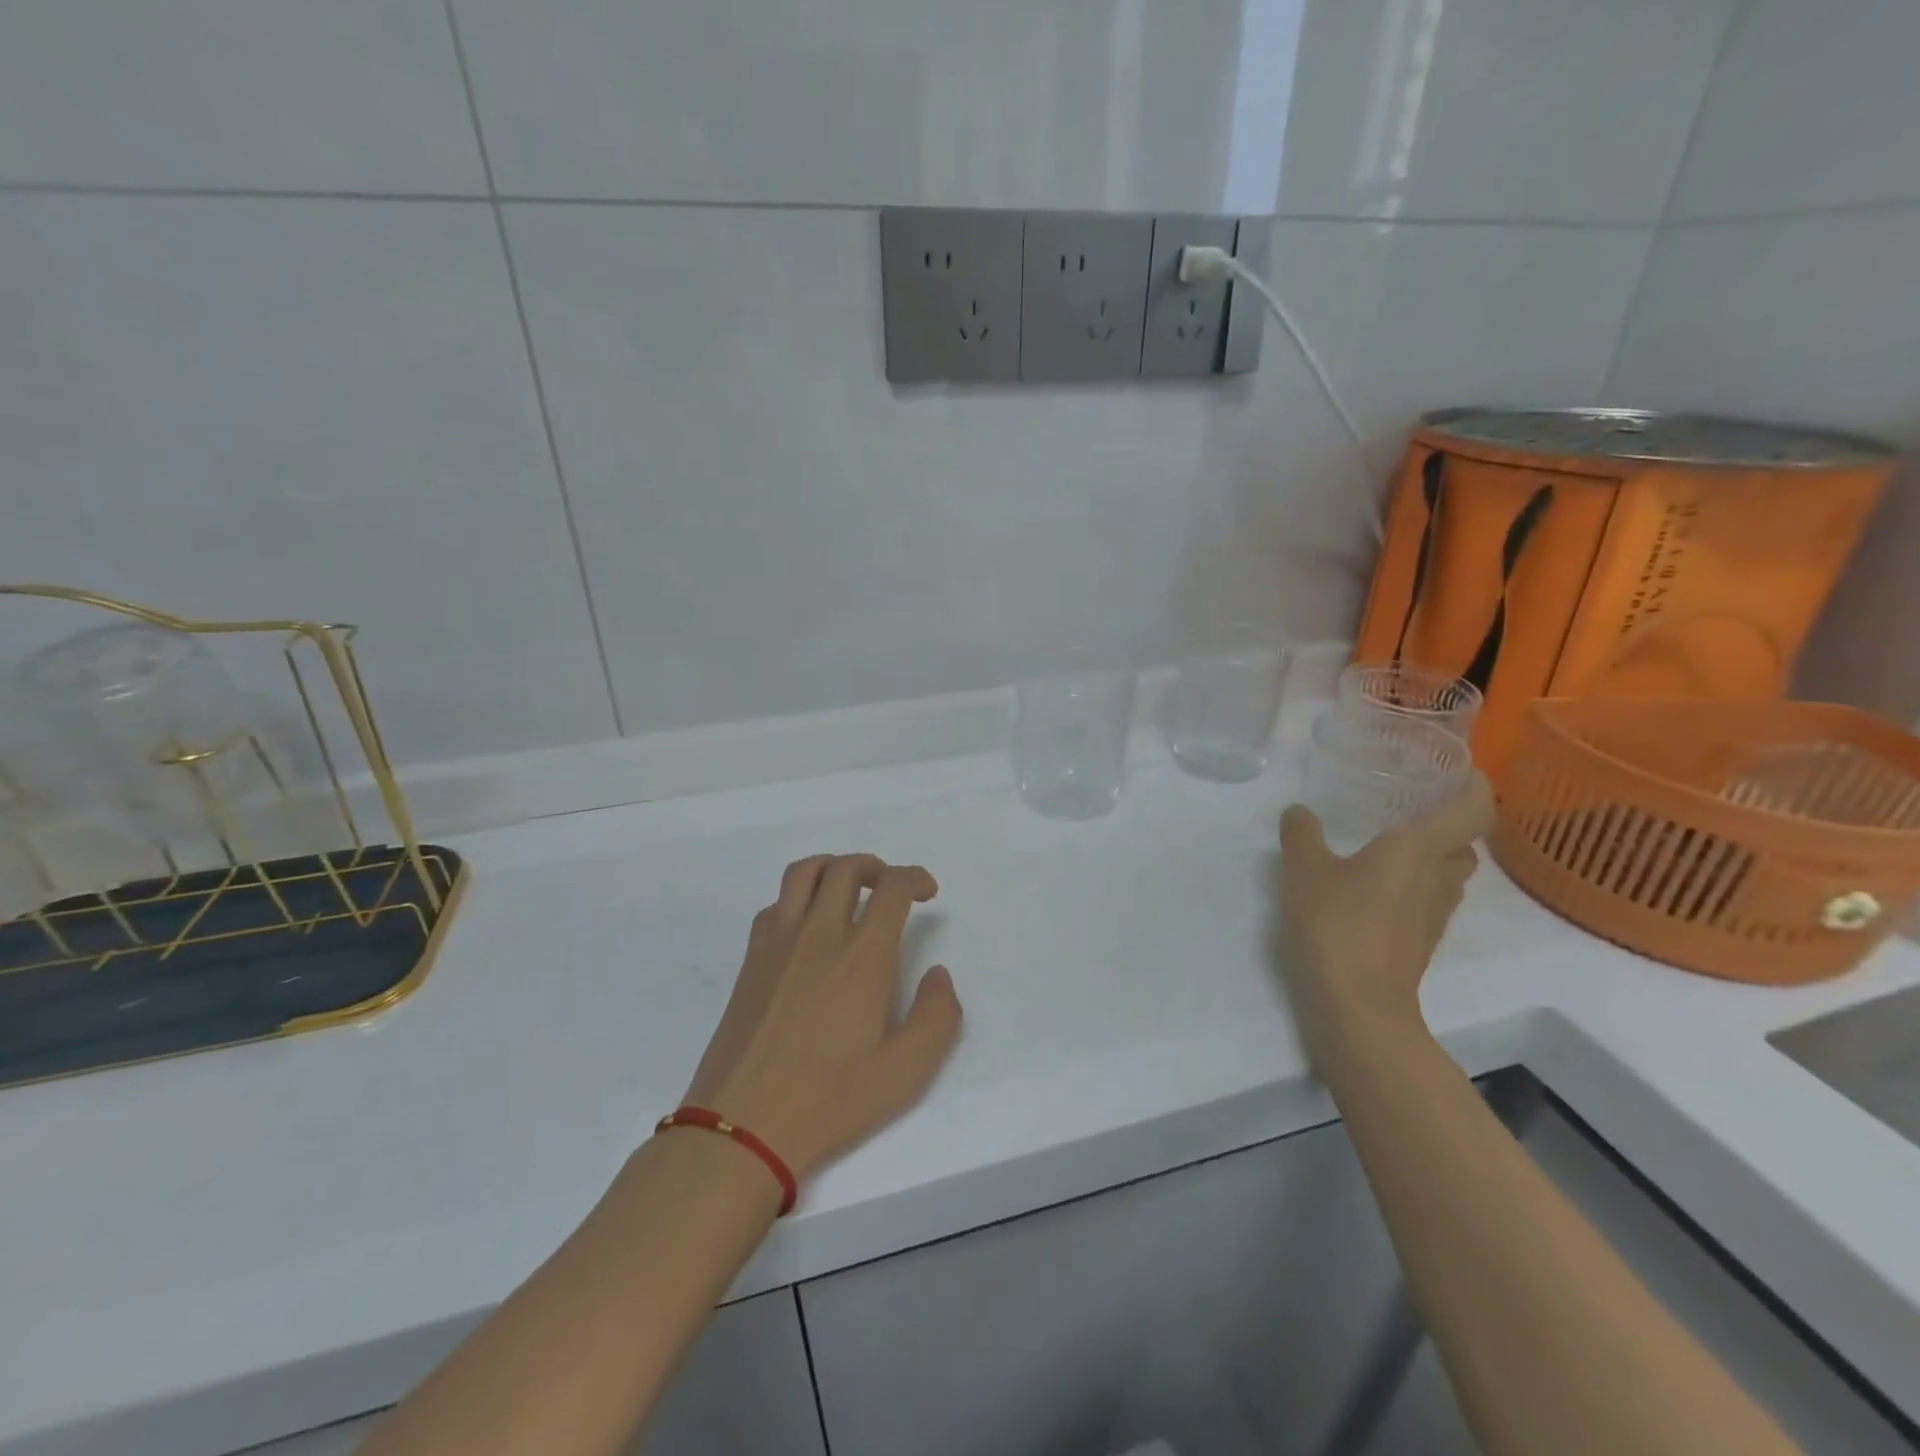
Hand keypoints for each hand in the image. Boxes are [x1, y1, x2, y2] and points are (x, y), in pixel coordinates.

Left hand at [679, 854, 962, 1184]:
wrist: (742, 1127)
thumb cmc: (830, 1099)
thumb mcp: (906, 1072)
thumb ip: (937, 1016)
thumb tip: (938, 975)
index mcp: (862, 955)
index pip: (892, 888)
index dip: (914, 878)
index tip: (927, 892)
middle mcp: (819, 934)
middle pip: (846, 868)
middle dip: (875, 867)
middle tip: (889, 888)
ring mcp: (778, 943)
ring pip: (803, 873)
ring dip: (832, 868)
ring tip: (847, 890)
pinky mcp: (750, 961)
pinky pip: (774, 905)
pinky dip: (796, 899)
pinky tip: (806, 928)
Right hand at [1277, 773, 1494, 1062]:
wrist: (1357, 1003)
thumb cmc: (1336, 924)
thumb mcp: (1304, 869)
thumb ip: (1302, 834)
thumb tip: (1299, 811)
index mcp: (1419, 850)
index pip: (1472, 811)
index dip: (1476, 787)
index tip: (1466, 770)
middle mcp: (1438, 878)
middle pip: (1465, 844)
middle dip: (1452, 823)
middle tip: (1419, 805)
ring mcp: (1433, 914)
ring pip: (1449, 874)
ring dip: (1435, 856)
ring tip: (1396, 842)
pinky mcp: (1420, 941)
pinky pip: (1429, 899)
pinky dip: (1415, 884)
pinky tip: (1378, 886)